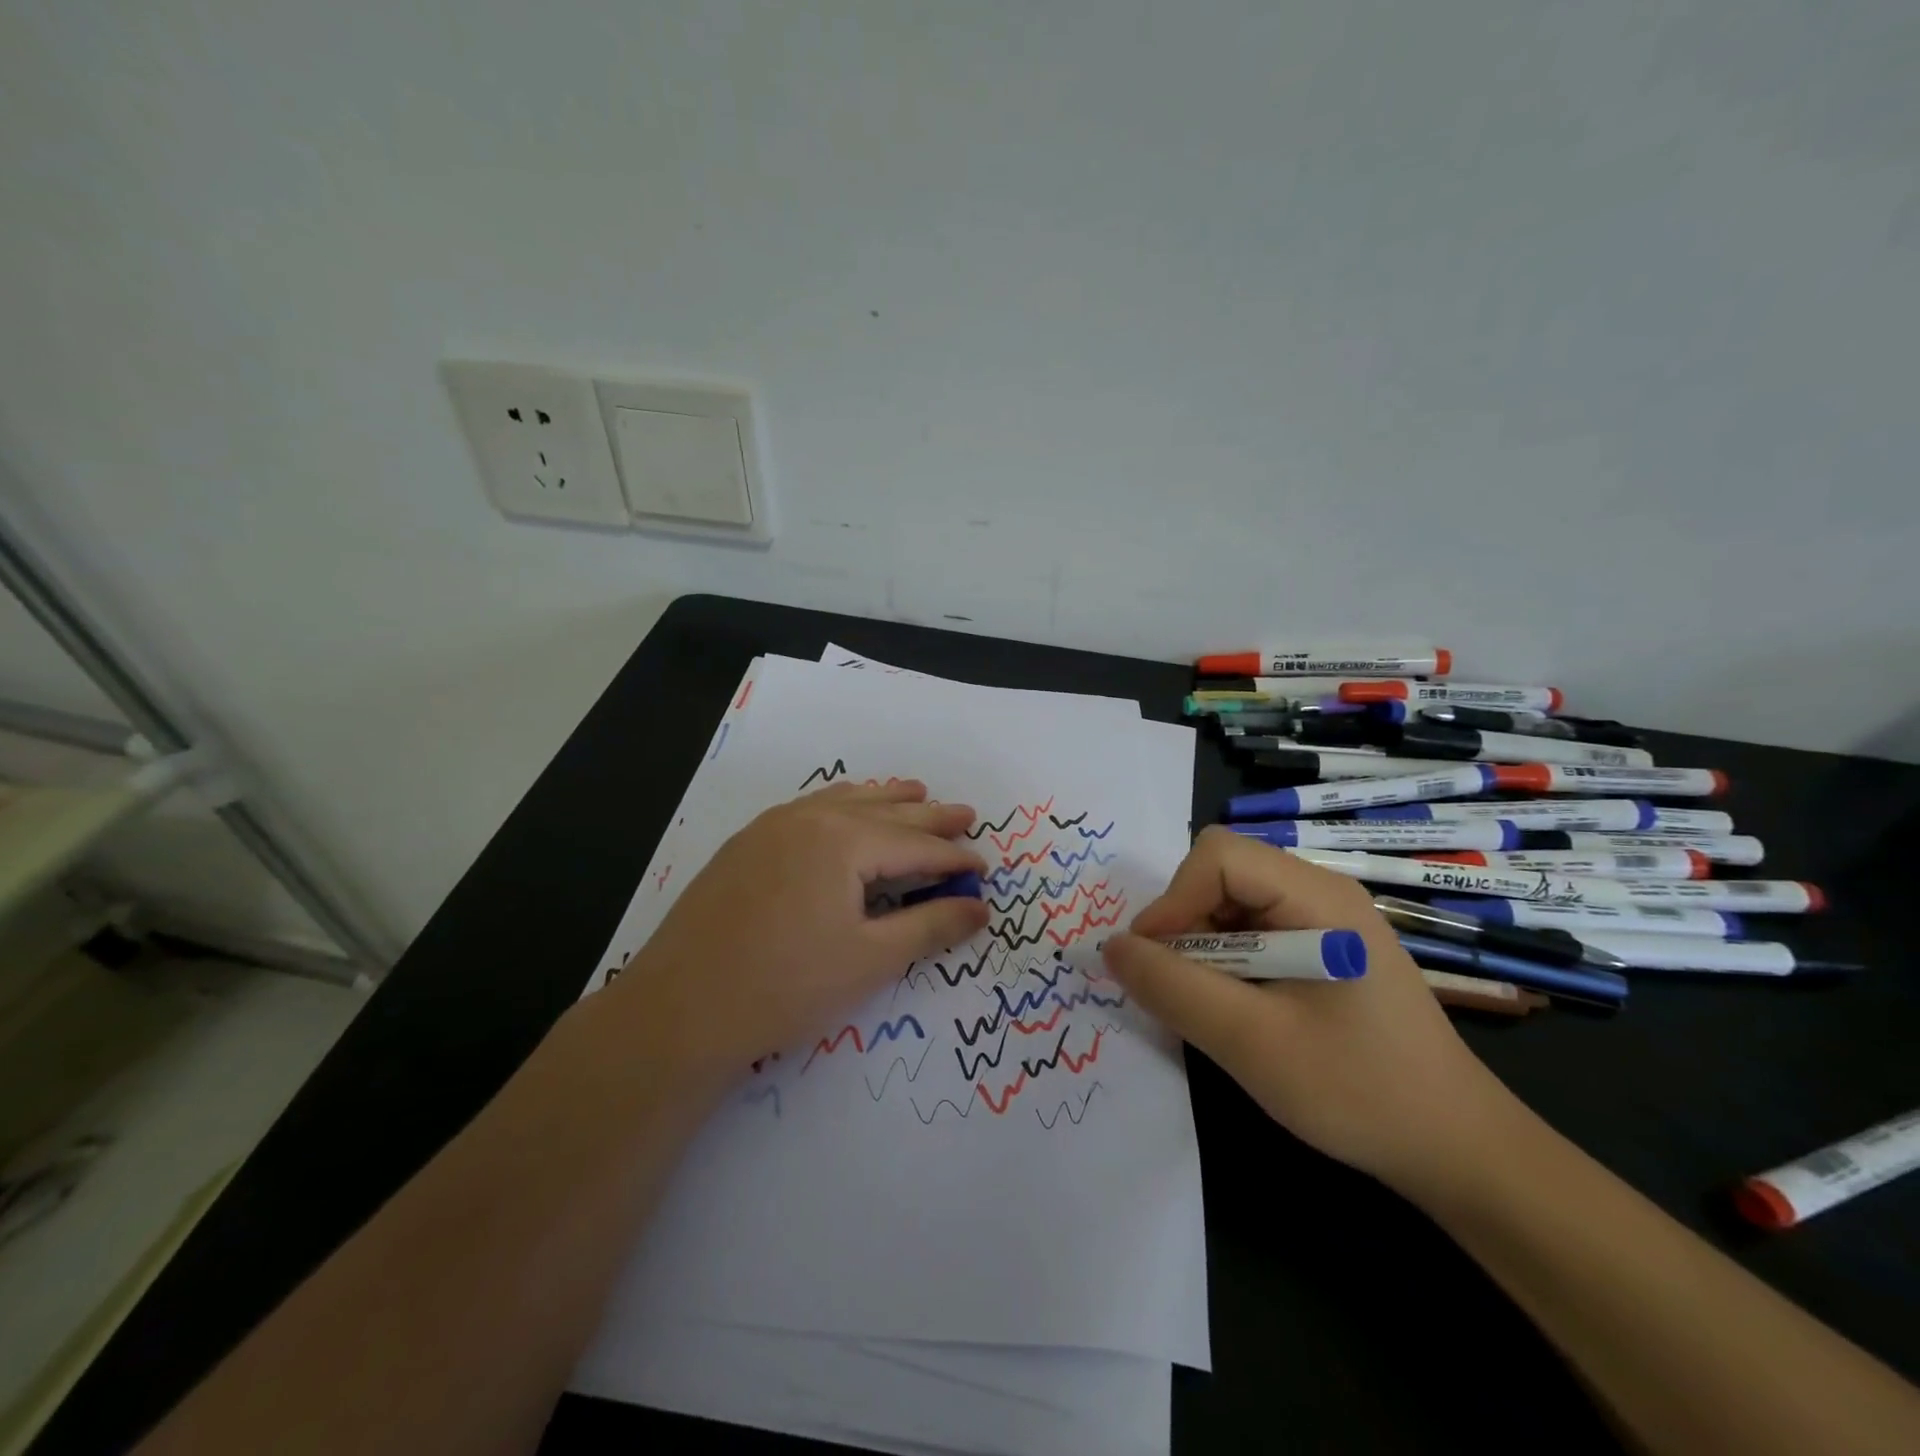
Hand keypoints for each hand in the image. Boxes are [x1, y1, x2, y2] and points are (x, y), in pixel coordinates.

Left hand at [604, 780, 990, 1081]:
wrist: (679, 1010)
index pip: (914, 845)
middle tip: (965, 814)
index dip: (954, 857)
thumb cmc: (785, 987)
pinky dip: (842, 807)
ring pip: (843, 802)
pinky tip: (846, 811)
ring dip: (885, 800)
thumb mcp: (870, 961)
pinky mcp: (746, 845)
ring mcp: (771, 827)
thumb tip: (979, 907)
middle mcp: (809, 819)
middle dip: (929, 816)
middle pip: (884, 812)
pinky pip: (810, 810)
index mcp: (843, 840)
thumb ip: (931, 927)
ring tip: (915, 793)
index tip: (983, 868)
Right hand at [1100, 828, 1517, 1197]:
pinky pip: (1251, 930)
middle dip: (1184, 924)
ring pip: (1230, 902)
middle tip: (1178, 987)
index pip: (1219, 856)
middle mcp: (1321, 893)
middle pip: (1221, 872)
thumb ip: (1173, 988)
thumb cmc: (1359, 1092)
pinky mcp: (1322, 949)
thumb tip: (1111, 947)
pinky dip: (1223, 961)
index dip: (1173, 900)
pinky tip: (1234, 1007)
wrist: (1457, 1151)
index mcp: (1318, 897)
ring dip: (1201, 946)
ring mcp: (1324, 920)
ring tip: (1206, 1004)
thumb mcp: (1252, 1043)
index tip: (1153, 961)